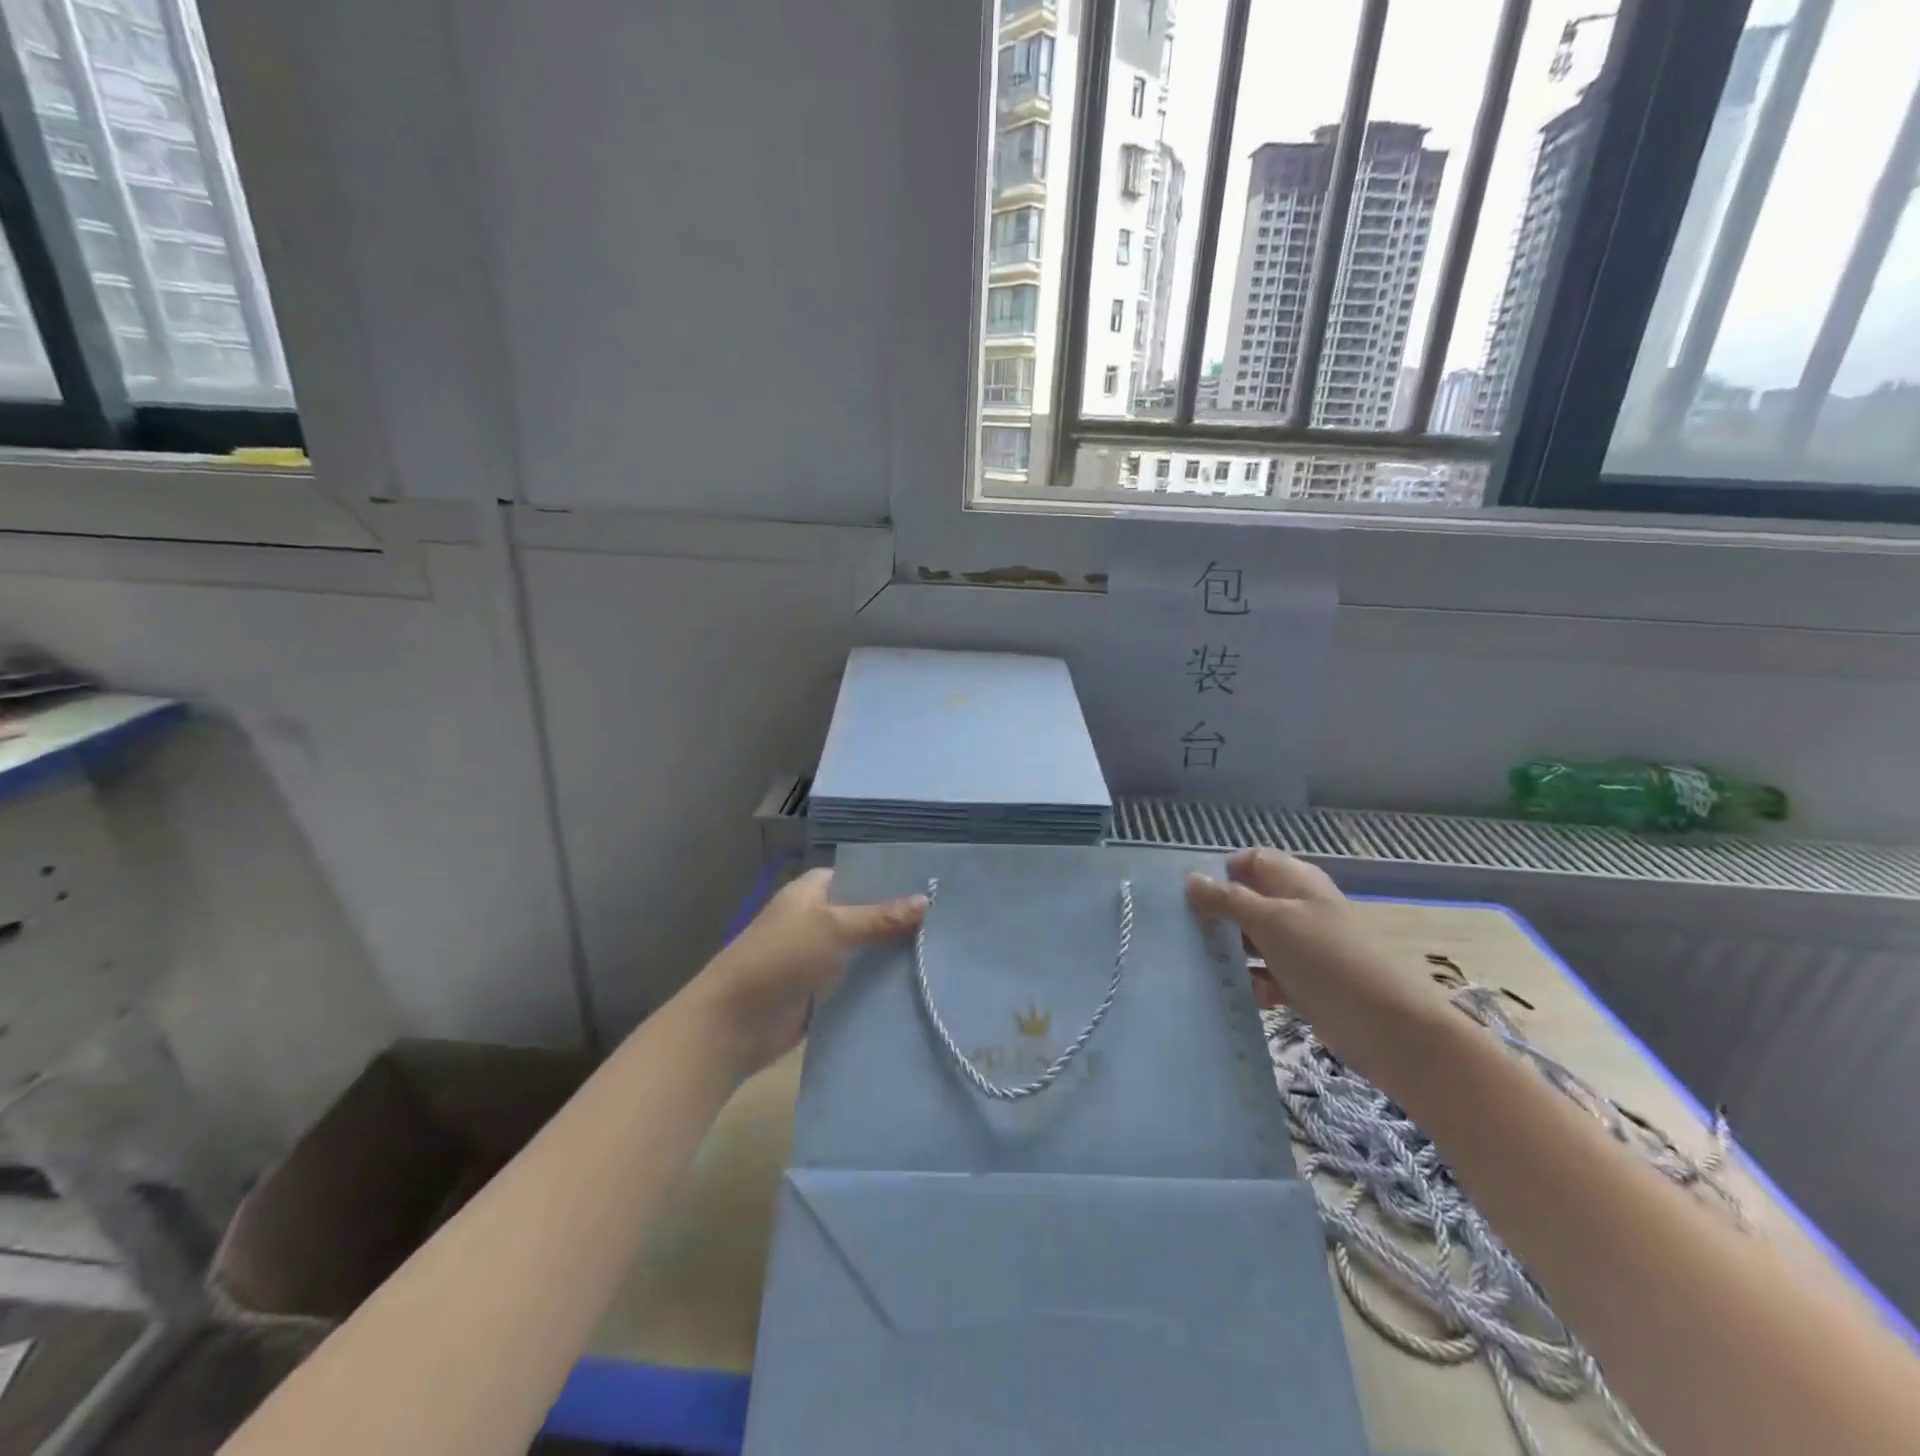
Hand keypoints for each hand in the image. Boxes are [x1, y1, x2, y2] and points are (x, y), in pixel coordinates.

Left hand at [686, 868, 926, 1078]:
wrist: (735, 1023)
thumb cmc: (781, 957)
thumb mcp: (834, 928)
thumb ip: (880, 916)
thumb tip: (926, 900)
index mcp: (813, 891)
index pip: (861, 874)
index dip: (894, 879)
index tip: (936, 885)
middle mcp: (818, 918)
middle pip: (867, 913)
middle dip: (901, 919)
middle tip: (952, 921)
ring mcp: (820, 956)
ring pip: (866, 949)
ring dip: (894, 954)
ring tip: (946, 951)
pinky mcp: (823, 991)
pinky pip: (859, 982)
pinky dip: (881, 983)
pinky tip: (920, 984)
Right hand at [1186, 848, 1445, 1079]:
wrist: (1386, 1024)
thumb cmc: (1325, 957)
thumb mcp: (1270, 921)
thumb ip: (1228, 900)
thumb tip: (1191, 878)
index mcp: (1296, 881)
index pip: (1251, 861)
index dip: (1222, 872)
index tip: (1190, 895)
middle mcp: (1298, 909)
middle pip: (1249, 902)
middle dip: (1219, 916)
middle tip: (1186, 931)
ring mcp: (1302, 948)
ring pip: (1254, 942)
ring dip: (1231, 953)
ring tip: (1201, 964)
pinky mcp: (1304, 984)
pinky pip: (1267, 976)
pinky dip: (1253, 984)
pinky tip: (1239, 995)